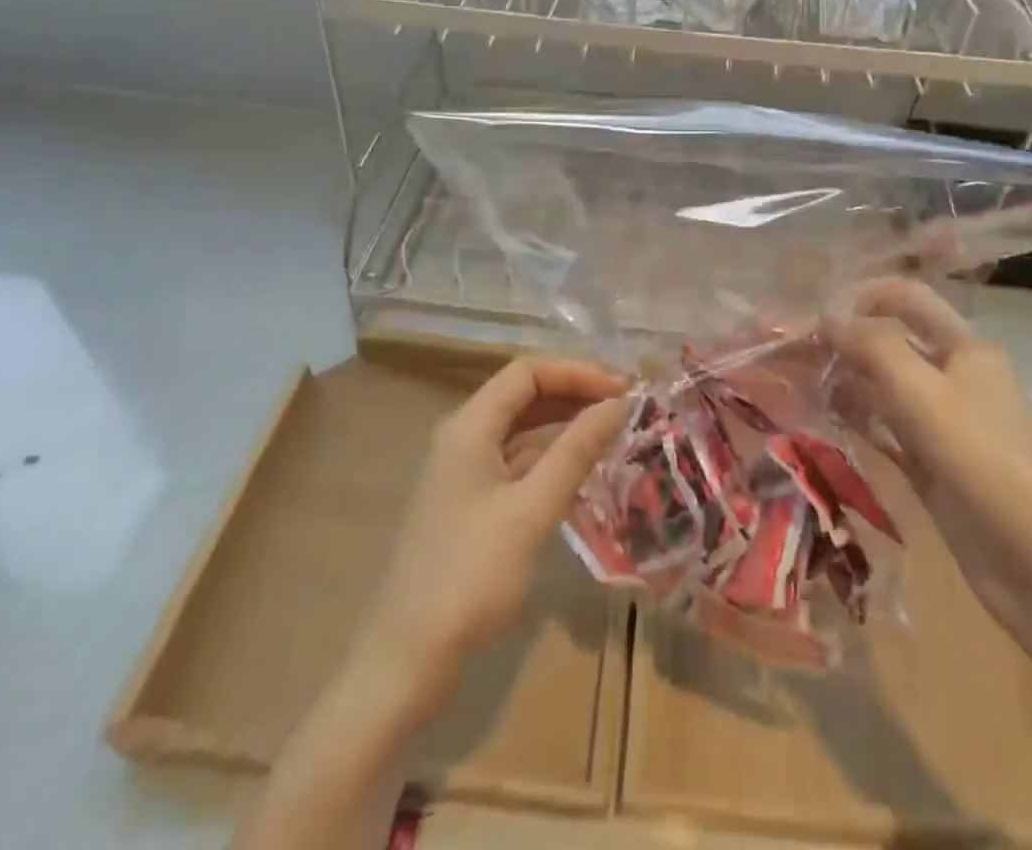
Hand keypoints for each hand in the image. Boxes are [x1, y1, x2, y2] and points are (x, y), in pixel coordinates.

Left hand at [354, 355, 628, 722]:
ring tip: (611, 433)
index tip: (621, 391)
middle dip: (574, 393)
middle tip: (624, 408)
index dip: (576, 372)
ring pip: (521, 429)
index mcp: (469, 426)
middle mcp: (463, 437)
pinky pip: (516, 462)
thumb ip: (576, 451)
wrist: (407, 660)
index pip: (527, 372)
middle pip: (523, 395)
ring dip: (564, 424)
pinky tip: (581, 472)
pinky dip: (550, 457)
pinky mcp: (469, 503)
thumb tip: (617, 404)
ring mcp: (463, 472)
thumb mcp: (532, 510)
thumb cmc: (471, 576)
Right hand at [827, 278, 1031, 644]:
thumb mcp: (924, 393)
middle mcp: (954, 376)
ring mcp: (943, 423)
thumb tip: (827, 317)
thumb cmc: (984, 462)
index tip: (816, 317)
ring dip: (844, 380)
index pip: (906, 298)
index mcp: (965, 347)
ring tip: (795, 383)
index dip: (862, 298)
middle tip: (790, 352)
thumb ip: (873, 347)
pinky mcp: (931, 464)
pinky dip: (856, 419)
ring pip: (883, 386)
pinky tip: (821, 418)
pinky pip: (885, 428)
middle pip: (891, 342)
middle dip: (844, 341)